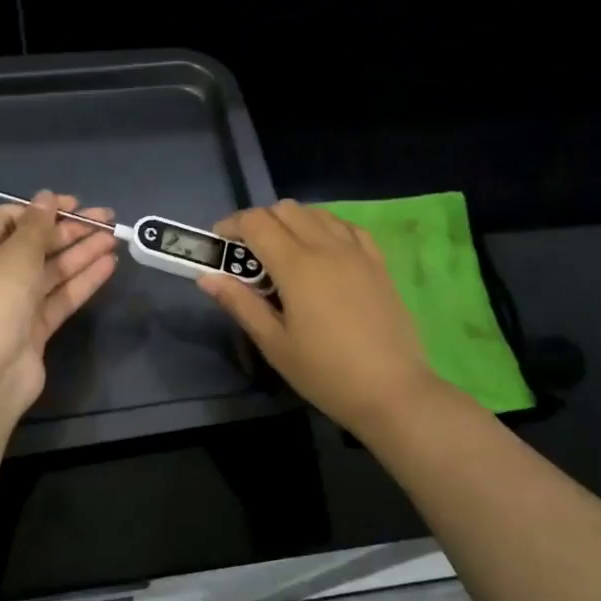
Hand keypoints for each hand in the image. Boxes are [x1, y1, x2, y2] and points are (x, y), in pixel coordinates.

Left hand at [0, 192, 119, 418]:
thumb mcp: (16, 253)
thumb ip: (37, 224)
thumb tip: (46, 196)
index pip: (7, 219)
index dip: (41, 209)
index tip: (75, 204)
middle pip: (32, 245)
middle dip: (69, 231)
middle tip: (106, 220)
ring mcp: (10, 303)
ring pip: (49, 271)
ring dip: (80, 254)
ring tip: (114, 239)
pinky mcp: (31, 328)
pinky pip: (58, 297)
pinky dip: (81, 281)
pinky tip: (108, 265)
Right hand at [200, 200, 438, 436]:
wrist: (393, 391)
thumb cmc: (325, 373)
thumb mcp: (274, 344)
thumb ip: (240, 304)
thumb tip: (207, 277)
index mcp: (297, 266)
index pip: (256, 222)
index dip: (231, 226)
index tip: (220, 245)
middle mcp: (327, 247)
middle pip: (285, 209)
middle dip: (259, 222)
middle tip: (247, 254)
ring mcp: (357, 251)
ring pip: (316, 213)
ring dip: (291, 222)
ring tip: (282, 254)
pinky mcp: (378, 262)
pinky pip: (346, 227)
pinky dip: (324, 228)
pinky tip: (321, 253)